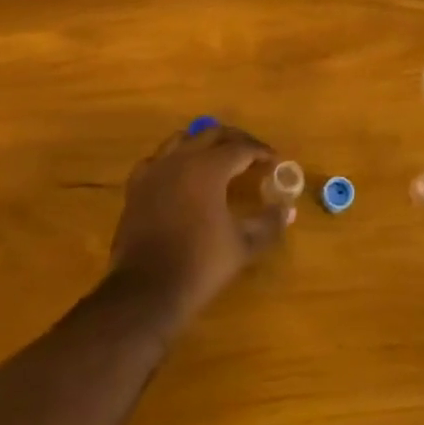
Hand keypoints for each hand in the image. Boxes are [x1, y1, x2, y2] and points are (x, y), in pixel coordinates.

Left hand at [107, 124, 291, 326]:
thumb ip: (269, 223)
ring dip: (203, 142)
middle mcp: (180, 159)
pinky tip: (180, 174)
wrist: (147, 290)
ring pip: (181, 140)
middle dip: (235, 139)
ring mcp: (154, 171)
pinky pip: (157, 160)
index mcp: (209, 168)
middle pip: (211, 134)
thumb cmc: (200, 264)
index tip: (274, 160)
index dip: (261, 151)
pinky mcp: (136, 187)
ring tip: (218, 156)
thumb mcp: (243, 245)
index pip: (241, 148)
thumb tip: (287, 209)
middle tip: (252, 152)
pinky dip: (173, 159)